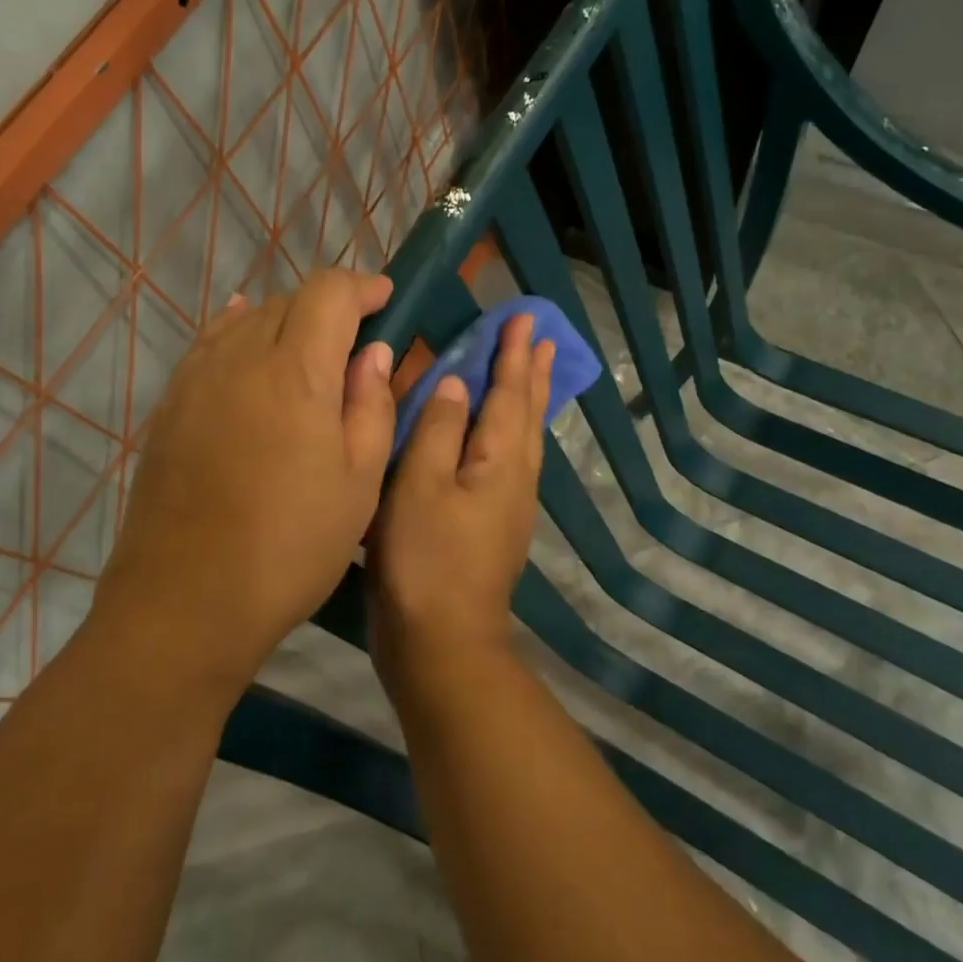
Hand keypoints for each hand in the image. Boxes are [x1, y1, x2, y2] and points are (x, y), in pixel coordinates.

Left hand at [94, 269, 396, 694]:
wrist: (187, 601)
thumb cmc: (292, 545)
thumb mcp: (359, 482)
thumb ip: (371, 405)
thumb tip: (372, 353)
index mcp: (295, 373)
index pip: (328, 294)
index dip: (362, 287)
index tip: (387, 299)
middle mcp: (240, 359)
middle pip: (288, 301)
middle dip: (329, 307)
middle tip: (356, 340)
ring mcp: (197, 380)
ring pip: (247, 320)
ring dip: (286, 321)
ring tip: (310, 350)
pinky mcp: (171, 406)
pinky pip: (210, 345)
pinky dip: (239, 333)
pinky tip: (248, 341)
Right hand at [369, 314, 554, 679]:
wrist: (441, 643)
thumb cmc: (424, 559)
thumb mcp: (419, 485)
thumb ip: (437, 430)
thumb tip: (454, 384)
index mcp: (500, 461)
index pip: (510, 392)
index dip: (514, 353)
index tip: (524, 317)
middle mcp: (516, 477)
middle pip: (528, 412)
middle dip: (532, 372)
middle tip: (543, 337)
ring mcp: (510, 505)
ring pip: (525, 436)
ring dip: (528, 398)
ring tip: (532, 372)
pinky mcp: (496, 526)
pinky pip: (513, 459)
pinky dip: (512, 431)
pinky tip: (501, 436)